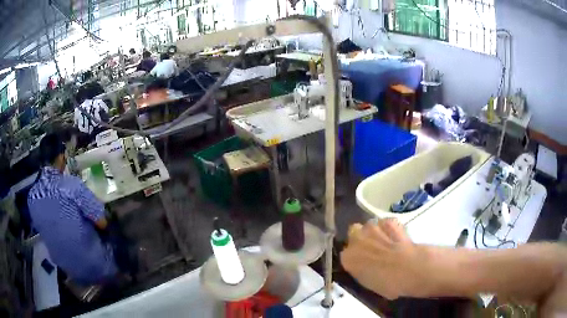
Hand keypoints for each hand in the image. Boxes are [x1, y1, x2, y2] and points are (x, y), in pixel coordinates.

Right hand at [340, 219, 424, 299]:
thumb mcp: (368, 284)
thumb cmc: (389, 284)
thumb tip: (366, 268)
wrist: (410, 269)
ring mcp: (372, 228)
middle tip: (373, 250)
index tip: (363, 263)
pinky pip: (386, 223)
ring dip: (376, 233)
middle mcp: (356, 240)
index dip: (356, 258)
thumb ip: (362, 272)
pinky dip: (390, 229)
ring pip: (369, 226)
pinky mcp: (389, 221)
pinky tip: (398, 238)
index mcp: (348, 259)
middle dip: (361, 239)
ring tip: (388, 243)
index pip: (346, 255)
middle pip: (354, 233)